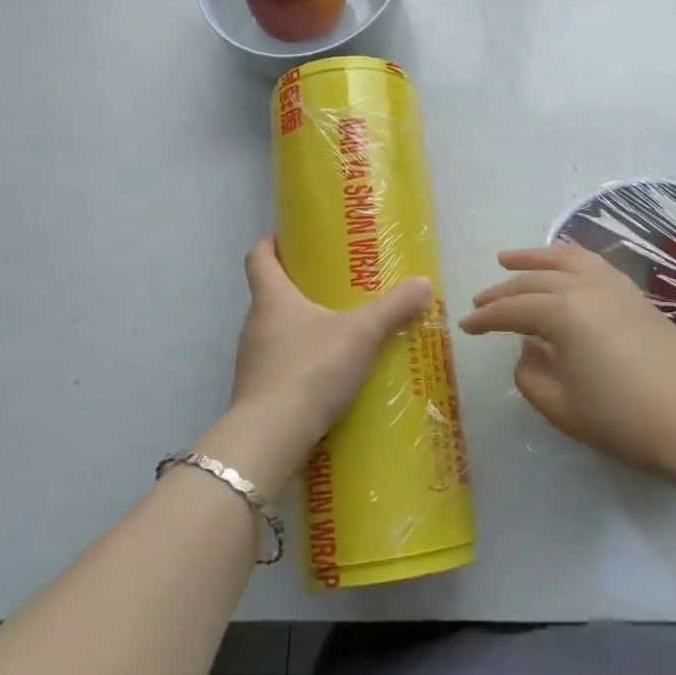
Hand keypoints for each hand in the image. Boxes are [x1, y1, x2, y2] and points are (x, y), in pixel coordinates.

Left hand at [201, 238, 430, 489]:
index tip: (288, 238)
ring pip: (274, 331)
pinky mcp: (256, 392)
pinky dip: (299, 361)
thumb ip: (393, 308)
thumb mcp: (361, 334)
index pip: (258, 258)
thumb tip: (424, 283)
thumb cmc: (311, 369)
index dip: (270, 244)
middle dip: (297, 287)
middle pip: (269, 294)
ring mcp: (251, 360)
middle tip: (332, 286)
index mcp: (271, 298)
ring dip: (299, 327)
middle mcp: (254, 323)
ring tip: (336, 330)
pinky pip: (278, 365)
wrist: (272, 437)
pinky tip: (326, 374)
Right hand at [460, 242, 675, 476]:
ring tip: (508, 259)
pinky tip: (560, 263)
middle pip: (534, 280)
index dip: (485, 319)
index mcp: (562, 314)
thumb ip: (529, 375)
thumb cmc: (622, 419)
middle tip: (480, 300)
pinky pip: (592, 262)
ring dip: (533, 257)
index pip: (512, 310)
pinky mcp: (633, 292)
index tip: (464, 326)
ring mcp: (613, 285)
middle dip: (502, 290)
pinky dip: (567, 257)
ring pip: (564, 258)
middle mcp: (584, 287)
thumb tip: (526, 350)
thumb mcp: (560, 407)